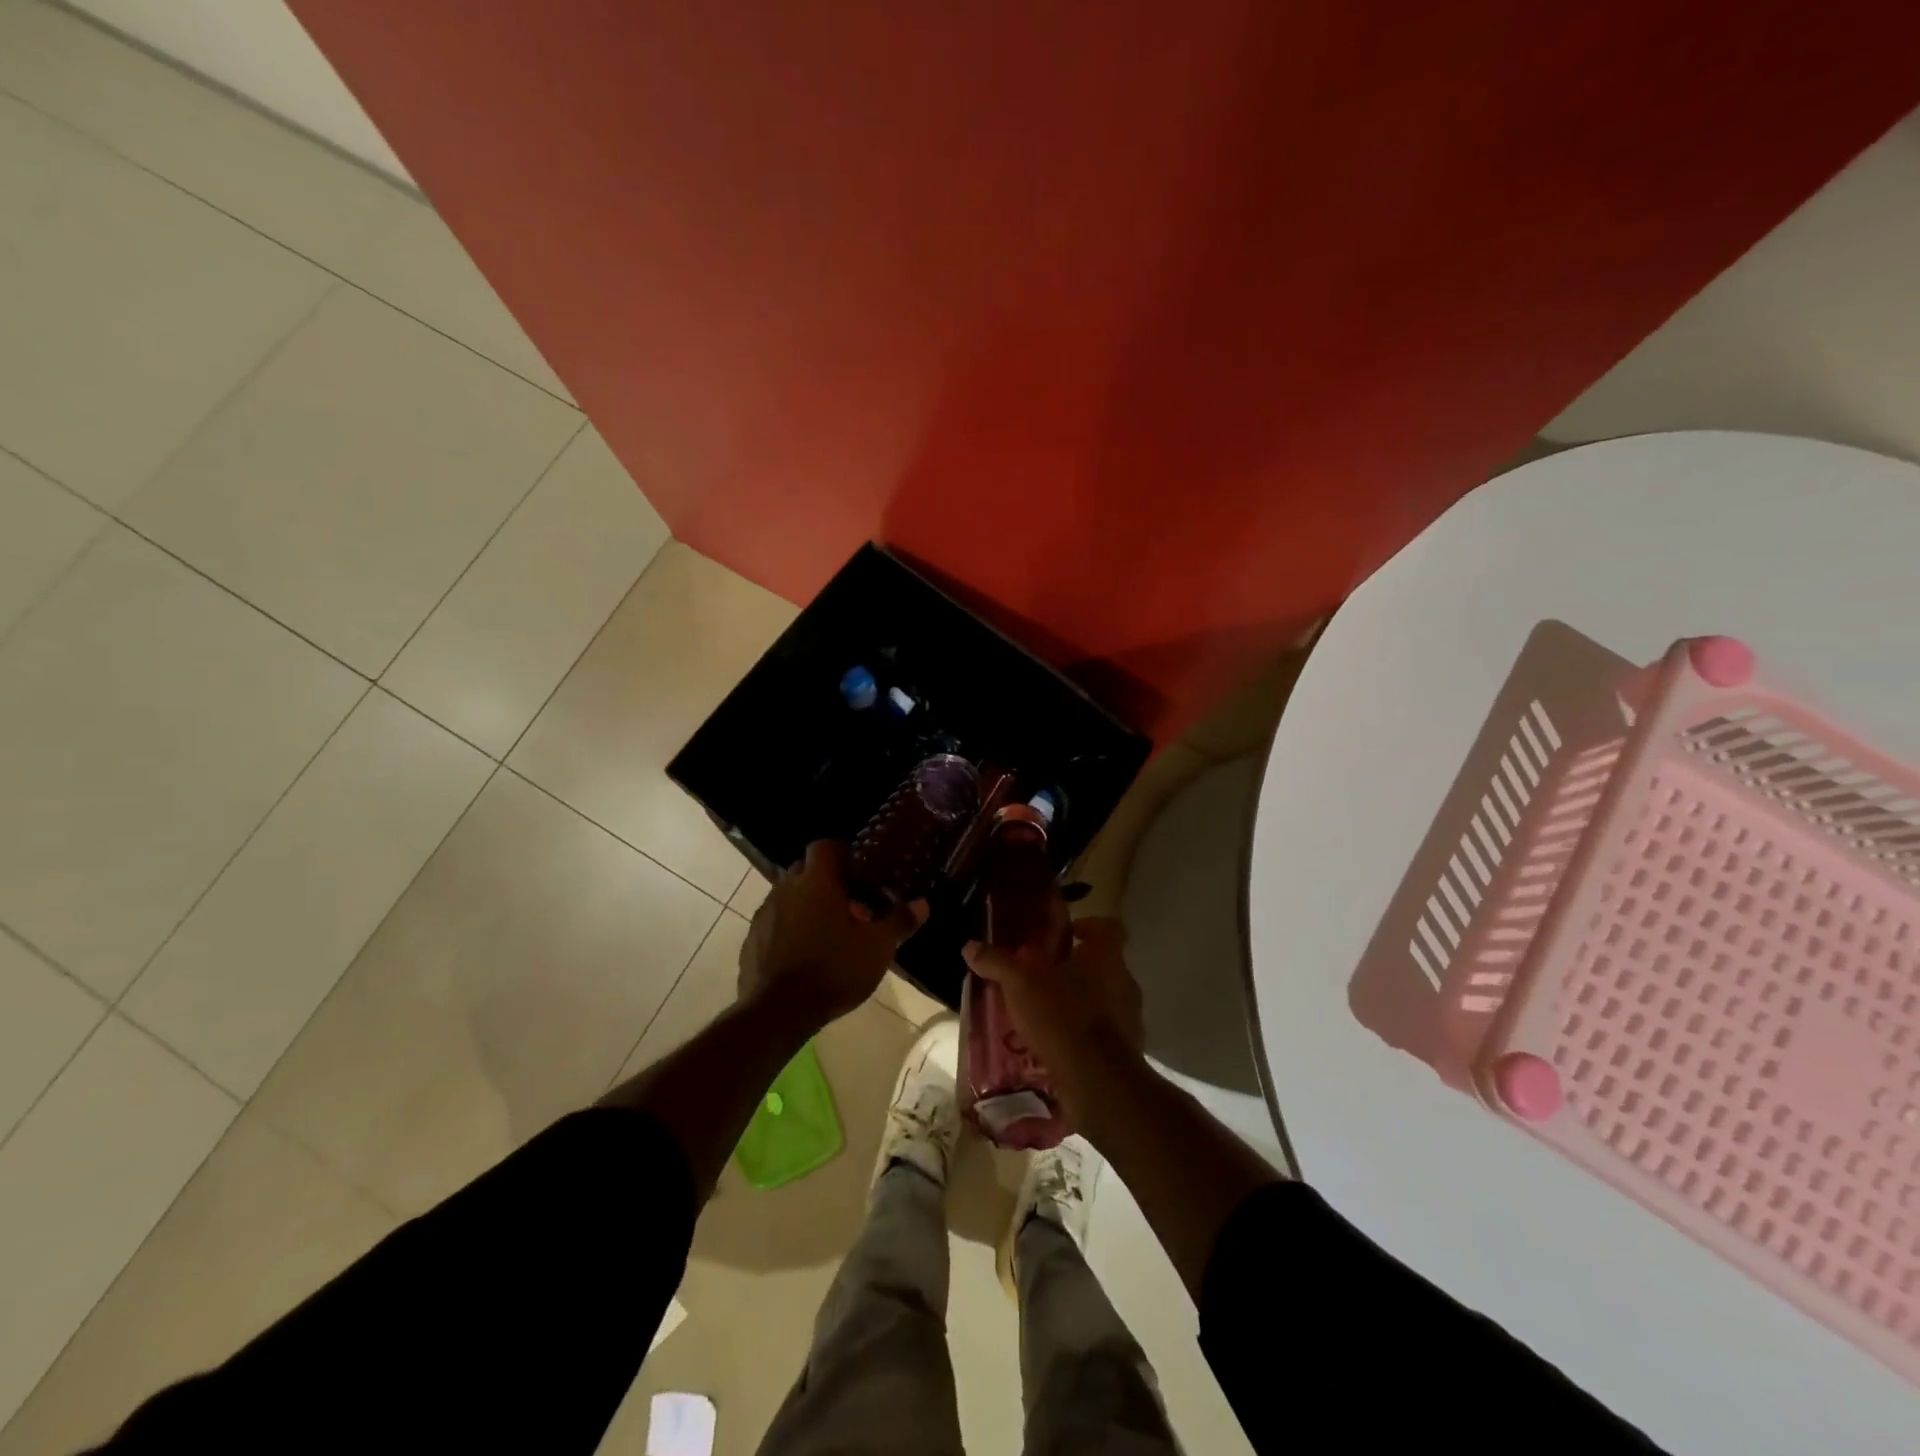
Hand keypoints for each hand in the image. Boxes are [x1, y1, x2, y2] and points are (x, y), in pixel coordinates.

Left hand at [740, 841, 925, 1024]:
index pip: (825, 845)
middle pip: (805, 869)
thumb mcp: (877, 948)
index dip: (842, 851)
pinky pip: (773, 922)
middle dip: (825, 879)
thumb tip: (922, 903)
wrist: (778, 1012)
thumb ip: (899, 921)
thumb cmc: (834, 969)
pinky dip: (788, 928)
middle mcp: (786, 889)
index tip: (858, 868)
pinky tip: (803, 953)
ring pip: (787, 896)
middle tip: (848, 901)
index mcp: (816, 881)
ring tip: (827, 929)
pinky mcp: (751, 940)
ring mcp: (764, 914)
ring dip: (805, 904)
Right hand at [963, 914, 1145, 1098]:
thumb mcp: (1020, 986)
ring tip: (1050, 1013)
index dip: (1088, 926)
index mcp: (1105, 955)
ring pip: (1106, 997)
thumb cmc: (1062, 1017)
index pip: (1107, 927)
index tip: (1067, 935)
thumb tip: (970, 945)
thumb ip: (998, 963)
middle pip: (1105, 963)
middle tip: (1047, 976)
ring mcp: (1131, 1015)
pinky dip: (1087, 1033)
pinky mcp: (1129, 1047)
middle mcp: (1125, 979)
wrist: (1098, 1080)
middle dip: (1077, 968)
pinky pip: (1107, 1031)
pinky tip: (1061, 1044)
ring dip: (1083, 1001)